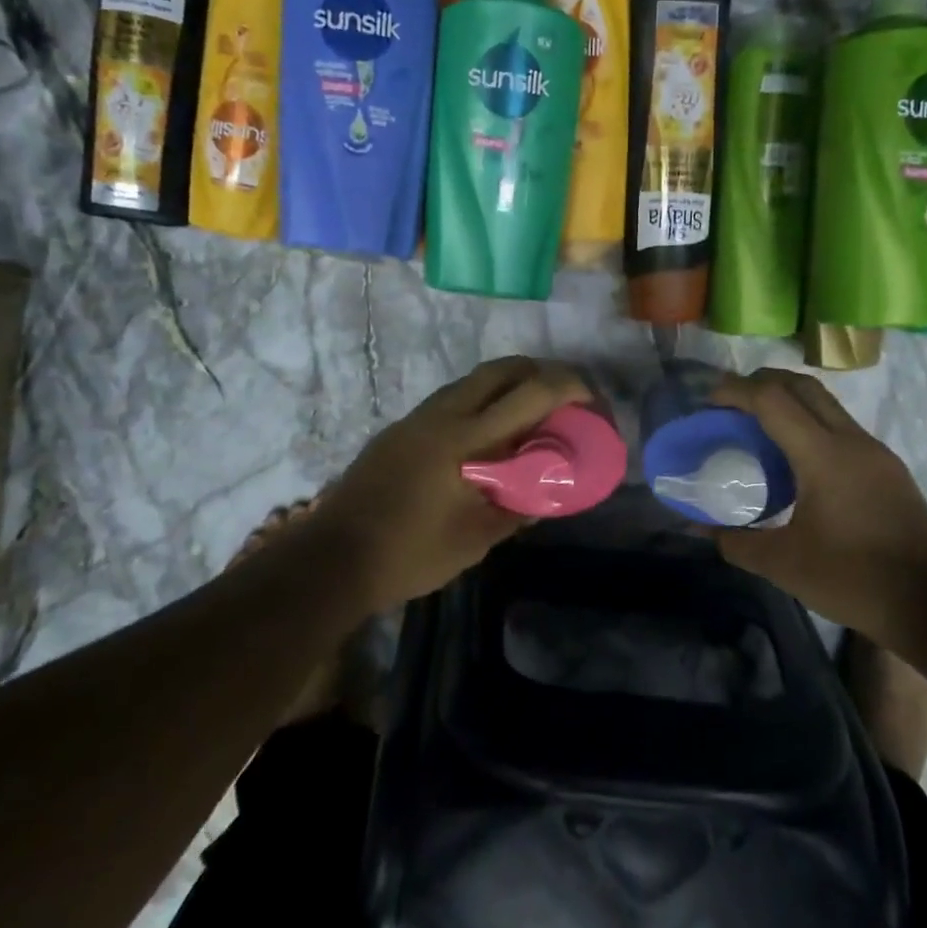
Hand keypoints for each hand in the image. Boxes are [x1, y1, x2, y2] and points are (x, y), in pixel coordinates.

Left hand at [289, 356, 592, 610]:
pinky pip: (454, 398)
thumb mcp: (476, 539)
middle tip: (566, 398)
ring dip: (510, 384)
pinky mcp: (401, 429)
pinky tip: (489, 436)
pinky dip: (484, 401)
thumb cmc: (410, 554)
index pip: (530, 393)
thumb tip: (543, 494)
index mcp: (466, 440)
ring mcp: (418, 418)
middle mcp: (443, 415)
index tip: (592, 401)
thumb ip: (517, 508)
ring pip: (475, 380)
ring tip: (533, 415)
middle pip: (503, 368)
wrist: (333, 558)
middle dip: (543, 372)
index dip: (569, 387)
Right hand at [709, 369, 926, 638]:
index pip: (772, 399)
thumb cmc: (855, 580)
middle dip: (761, 383)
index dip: (735, 391)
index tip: (708, 402)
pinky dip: (809, 425)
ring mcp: (876, 453)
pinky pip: (840, 428)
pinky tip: (794, 461)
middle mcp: (852, 441)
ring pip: (825, 405)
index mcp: (824, 455)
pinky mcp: (889, 470)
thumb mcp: (784, 565)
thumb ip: (736, 542)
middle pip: (802, 386)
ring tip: (756, 428)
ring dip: (788, 402)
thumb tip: (701, 528)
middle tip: (729, 404)